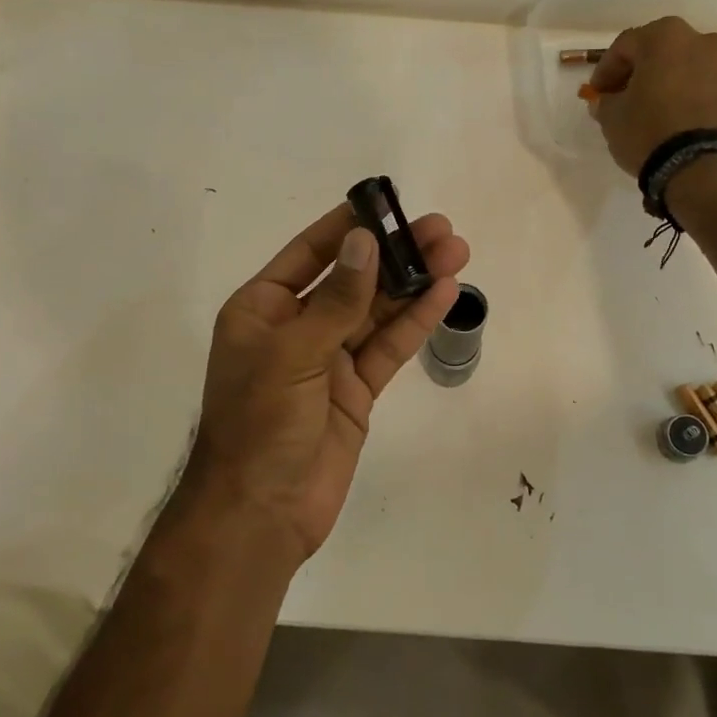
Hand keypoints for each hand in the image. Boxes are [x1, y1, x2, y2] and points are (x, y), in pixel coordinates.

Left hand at [180, 204, 470, 566]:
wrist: (261, 513)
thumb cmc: (260, 423)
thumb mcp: (294, 352)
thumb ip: (336, 299)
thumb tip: (364, 241)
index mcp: (262, 309)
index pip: (309, 254)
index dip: (348, 227)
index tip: (385, 203)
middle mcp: (296, 327)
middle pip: (352, 279)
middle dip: (394, 254)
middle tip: (440, 228)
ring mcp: (329, 359)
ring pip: (377, 311)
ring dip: (414, 283)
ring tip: (456, 252)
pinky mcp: (356, 390)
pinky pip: (388, 348)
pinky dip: (415, 322)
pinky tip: (444, 293)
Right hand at [586, 16, 716, 176]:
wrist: (708, 168)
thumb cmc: (651, 133)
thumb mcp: (612, 119)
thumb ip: (607, 102)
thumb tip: (609, 100)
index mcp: (666, 38)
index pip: (626, 45)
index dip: (607, 69)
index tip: (599, 93)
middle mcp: (705, 41)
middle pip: (666, 52)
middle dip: (646, 73)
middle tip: (631, 100)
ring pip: (697, 70)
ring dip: (679, 86)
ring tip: (666, 116)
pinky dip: (704, 103)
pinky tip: (692, 128)